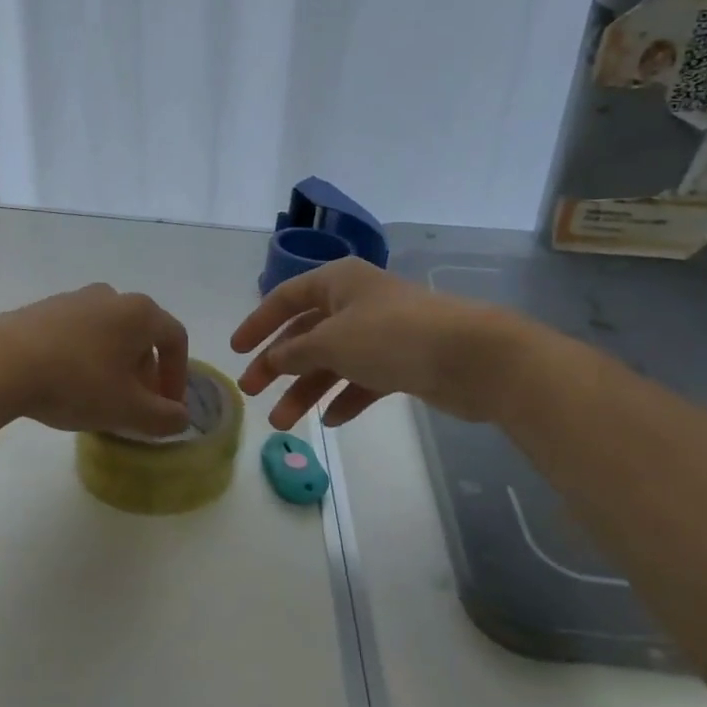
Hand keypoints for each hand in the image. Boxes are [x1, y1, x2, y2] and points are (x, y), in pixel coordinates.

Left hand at [0, 284, 190, 436]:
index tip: (168, 406)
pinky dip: (84, 357)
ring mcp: (73, 299)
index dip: (178, 375)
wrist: (0, 363)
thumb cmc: (76, 382)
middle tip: (136, 405)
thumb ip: (163, 417)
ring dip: (114, 364)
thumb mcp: (127, 410)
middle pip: (141, 334)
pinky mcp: (42, 309)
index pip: (175, 339)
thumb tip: (181, 418)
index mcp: (139, 312)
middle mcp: (110, 296)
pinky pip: (77, 333)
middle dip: (145, 372)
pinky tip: (66, 384)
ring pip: (107, 333)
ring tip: (100, 397)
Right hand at [231, 259, 510, 429]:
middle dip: (278, 365)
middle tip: (252, 393)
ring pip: (332, 361)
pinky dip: (345, 397)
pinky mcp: (401, 361)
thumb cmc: (391, 336)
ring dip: (306, 390)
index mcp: (337, 282)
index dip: (258, 323)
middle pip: (305, 334)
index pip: (285, 298)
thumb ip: (295, 353)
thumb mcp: (331, 341)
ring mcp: (380, 333)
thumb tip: (273, 361)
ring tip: (284, 424)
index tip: (235, 351)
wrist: (470, 356)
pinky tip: (333, 419)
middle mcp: (356, 302)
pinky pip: (362, 379)